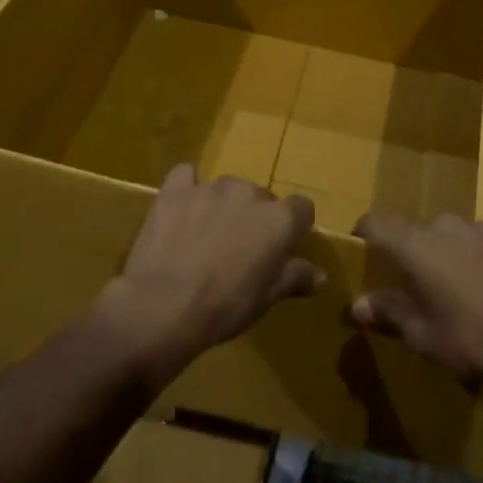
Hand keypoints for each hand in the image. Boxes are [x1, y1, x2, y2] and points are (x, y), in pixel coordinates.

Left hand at [100, 165, 320, 378]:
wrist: (163, 305)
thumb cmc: (224, 306)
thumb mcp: (266, 299)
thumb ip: (294, 277)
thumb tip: (320, 275)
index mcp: (279, 219)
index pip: (301, 208)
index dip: (293, 227)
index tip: (281, 248)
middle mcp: (248, 193)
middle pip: (260, 198)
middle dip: (254, 218)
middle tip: (239, 249)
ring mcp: (209, 187)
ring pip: (226, 189)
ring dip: (223, 206)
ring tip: (206, 236)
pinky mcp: (175, 190)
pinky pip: (186, 176)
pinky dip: (188, 187)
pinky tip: (182, 208)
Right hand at [352, 213, 482, 395]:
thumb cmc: (473, 339)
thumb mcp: (423, 336)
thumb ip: (389, 313)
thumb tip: (358, 304)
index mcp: (415, 245)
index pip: (376, 222)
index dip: (364, 234)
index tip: (363, 251)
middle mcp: (446, 226)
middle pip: (417, 231)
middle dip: (413, 253)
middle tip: (419, 285)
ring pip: (454, 235)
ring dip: (450, 254)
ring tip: (461, 289)